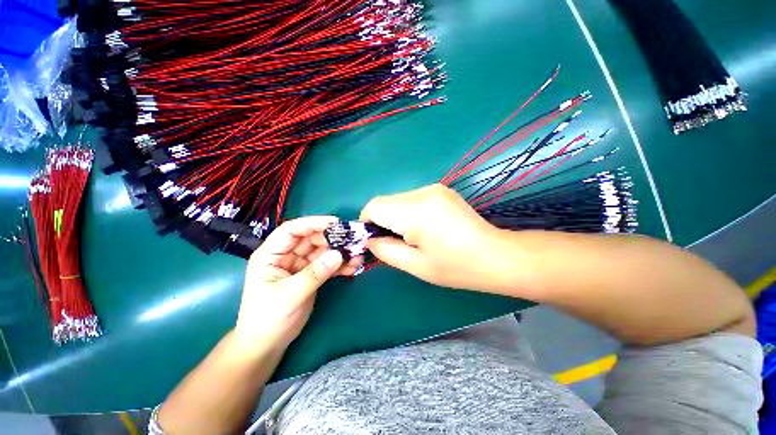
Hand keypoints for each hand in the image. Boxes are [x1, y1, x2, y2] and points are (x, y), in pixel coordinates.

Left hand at [234, 216, 362, 351]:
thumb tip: (339, 255)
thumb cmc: (268, 318)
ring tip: (358, 254)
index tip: (336, 223)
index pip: (292, 230)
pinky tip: (353, 266)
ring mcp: (300, 265)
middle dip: (332, 238)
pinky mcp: (311, 274)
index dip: (313, 223)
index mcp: (271, 254)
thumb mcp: (290, 295)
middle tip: (354, 239)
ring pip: (323, 251)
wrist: (268, 344)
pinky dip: (340, 265)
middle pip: (312, 239)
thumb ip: (315, 274)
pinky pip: (328, 265)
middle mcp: (287, 255)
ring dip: (340, 252)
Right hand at [360, 184, 503, 290]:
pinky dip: (408, 211)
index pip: (374, 206)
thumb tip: (369, 239)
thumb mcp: (414, 265)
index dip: (368, 223)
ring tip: (413, 235)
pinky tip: (424, 227)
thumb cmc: (455, 267)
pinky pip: (412, 198)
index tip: (376, 240)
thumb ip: (384, 249)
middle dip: (382, 221)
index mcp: (415, 211)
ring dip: (396, 216)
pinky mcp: (441, 189)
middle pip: (385, 201)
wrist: (494, 255)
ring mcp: (434, 188)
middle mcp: (423, 192)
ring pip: (398, 199)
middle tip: (396, 242)